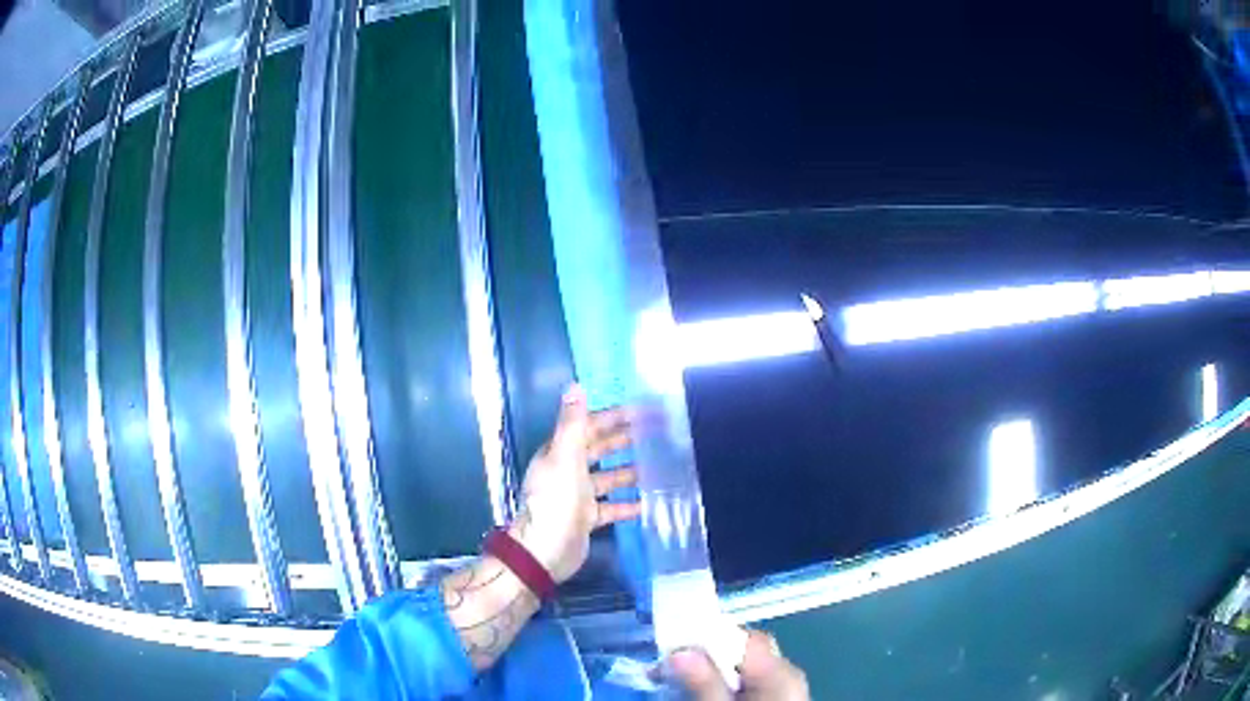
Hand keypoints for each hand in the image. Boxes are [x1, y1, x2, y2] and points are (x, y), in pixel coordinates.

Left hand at [509, 385, 641, 583]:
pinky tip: (649, 501)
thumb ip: (572, 424)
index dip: (613, 417)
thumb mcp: (564, 458)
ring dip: (629, 471)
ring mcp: (578, 495)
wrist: (545, 551)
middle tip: (656, 434)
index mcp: (559, 453)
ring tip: (658, 465)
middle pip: (599, 450)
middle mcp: (567, 470)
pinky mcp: (587, 518)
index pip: (589, 427)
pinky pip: (612, 506)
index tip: (640, 411)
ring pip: (608, 477)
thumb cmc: (555, 502)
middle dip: (624, 440)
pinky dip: (628, 503)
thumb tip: (575, 385)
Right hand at [669, 631, 809, 700]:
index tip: (670, 647)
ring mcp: (780, 691)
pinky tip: (696, 697)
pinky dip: (719, 687)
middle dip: (702, 657)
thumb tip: (679, 651)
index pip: (744, 638)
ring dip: (705, 674)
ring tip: (671, 684)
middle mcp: (784, 676)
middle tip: (663, 670)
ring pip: (738, 670)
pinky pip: (743, 686)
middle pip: (740, 653)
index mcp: (780, 673)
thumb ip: (704, 683)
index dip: (708, 637)